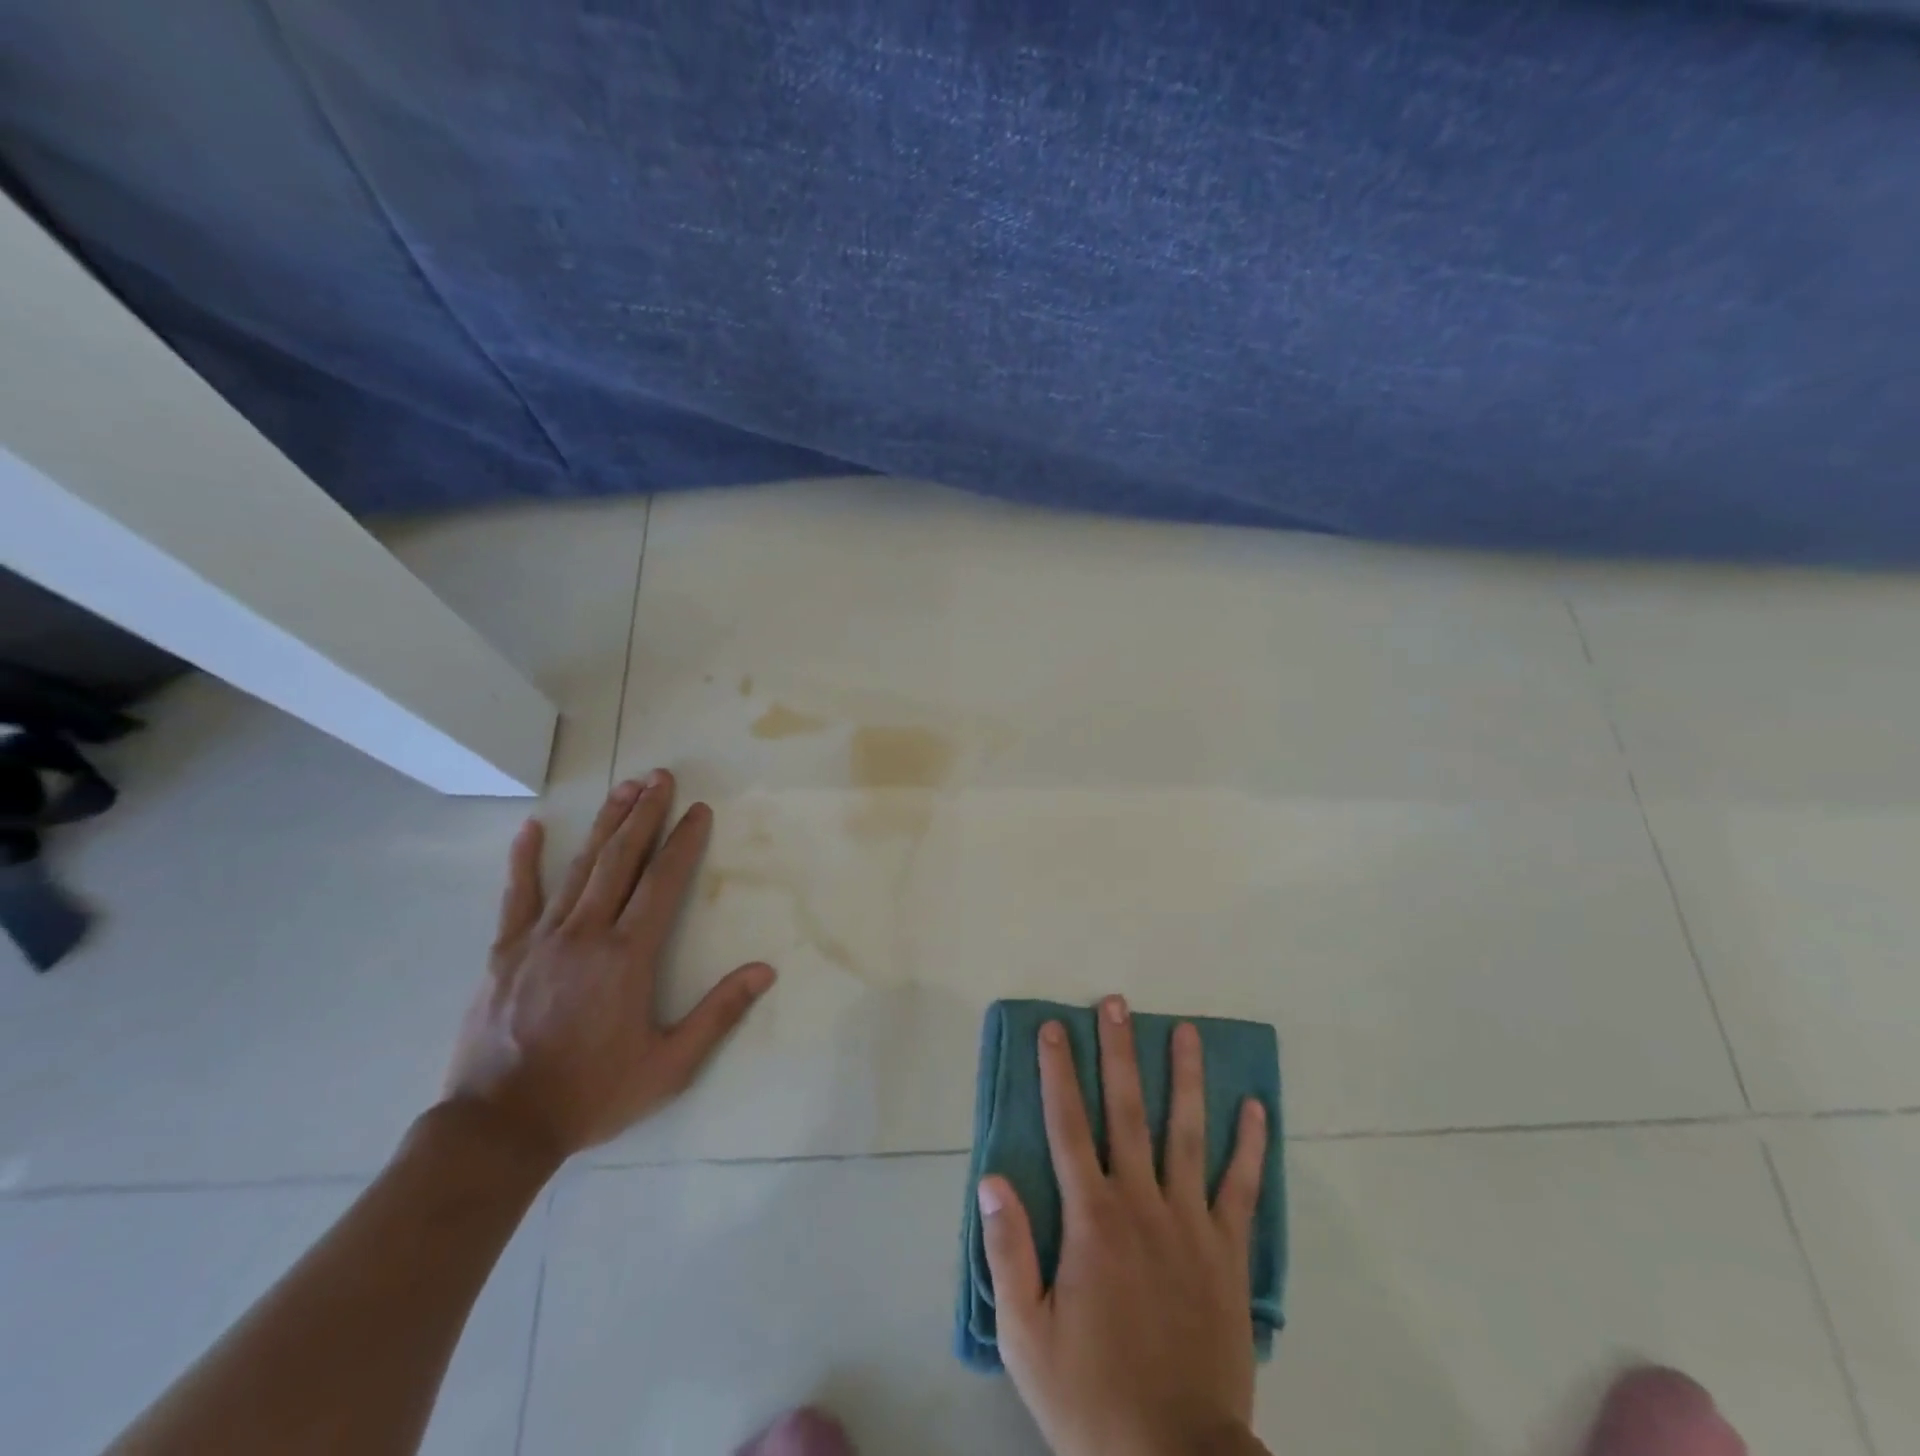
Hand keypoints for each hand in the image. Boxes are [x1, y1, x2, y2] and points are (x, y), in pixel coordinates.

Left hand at [443, 770, 774, 1162]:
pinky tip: (532, 827)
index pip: (662, 883)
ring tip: (624, 787)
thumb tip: (764, 971)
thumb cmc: (591, 1094)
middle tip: (661, 777)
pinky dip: (525, 859)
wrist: (498, 1128)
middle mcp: (585, 933)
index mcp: (626, 956)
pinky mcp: (504, 951)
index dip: (683, 842)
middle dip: (644, 814)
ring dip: (605, 823)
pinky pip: (517, 895)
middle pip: (620, 860)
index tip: (698, 810)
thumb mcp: (668, 1066)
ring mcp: (540, 938)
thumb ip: (717, 1014)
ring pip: (579, 867)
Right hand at [978, 996, 1269, 1455]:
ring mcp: (1190, 1223)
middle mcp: (1141, 1203)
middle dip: (1119, 1052)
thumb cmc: (1090, 1397)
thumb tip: (993, 1178)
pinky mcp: (1228, 1252)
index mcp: (1090, 1218)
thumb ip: (1008, 1252)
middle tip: (1118, 1003)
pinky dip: (1250, 1146)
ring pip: (1187, 1133)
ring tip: (1187, 1031)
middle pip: (1127, 1110)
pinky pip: (1242, 1188)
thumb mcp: (1026, 1336)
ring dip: (1186, 1077)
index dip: (1058, 1072)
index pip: (1067, 1125)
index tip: (1054, 1028)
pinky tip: (1256, 1107)